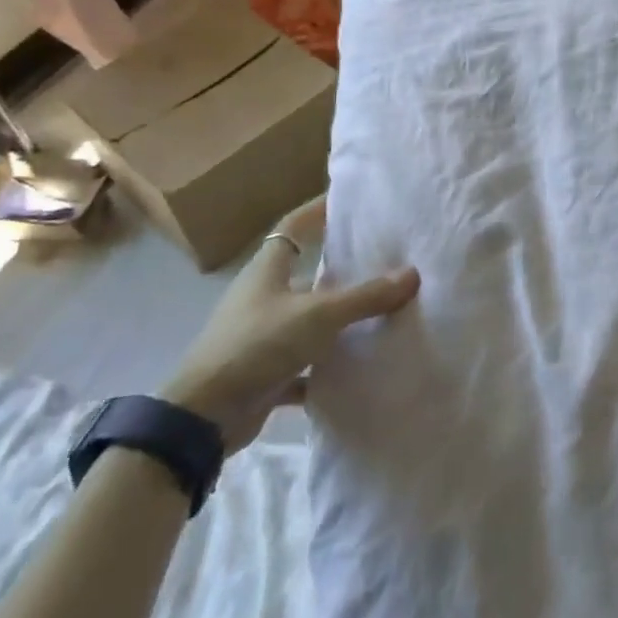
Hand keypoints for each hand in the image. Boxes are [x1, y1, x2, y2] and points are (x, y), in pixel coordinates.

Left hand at [161, 195, 417, 451]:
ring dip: (337, 320)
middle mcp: (263, 297)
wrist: (204, 416)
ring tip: (381, 311)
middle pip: (304, 272)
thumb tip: (412, 274)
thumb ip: (365, 296)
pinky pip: (304, 365)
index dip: (318, 210)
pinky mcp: (265, 373)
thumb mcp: (318, 315)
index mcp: (268, 270)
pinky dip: (327, 368)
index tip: (349, 201)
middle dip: (339, 267)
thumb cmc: (257, 345)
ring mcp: (262, 336)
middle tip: (382, 259)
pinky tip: (357, 370)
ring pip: (308, 320)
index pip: (294, 226)